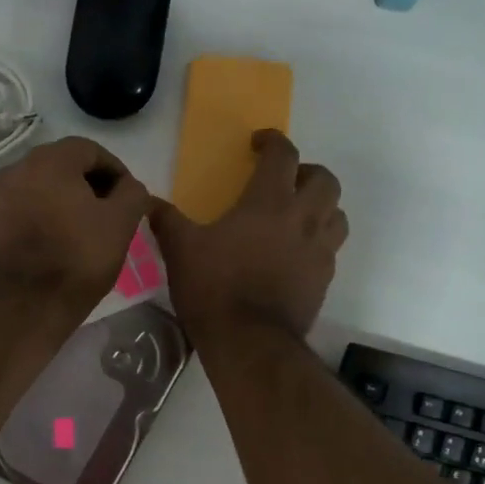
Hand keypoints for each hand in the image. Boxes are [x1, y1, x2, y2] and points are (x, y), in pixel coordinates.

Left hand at [0, 138, 149, 318]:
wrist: (24, 306)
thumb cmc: (78, 259)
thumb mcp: (121, 223)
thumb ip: (132, 193)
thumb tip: (129, 186)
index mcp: (50, 160)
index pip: (90, 150)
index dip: (115, 170)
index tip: (129, 197)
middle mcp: (17, 169)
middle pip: (62, 165)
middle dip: (89, 184)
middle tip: (110, 212)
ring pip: (41, 187)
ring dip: (65, 199)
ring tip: (85, 229)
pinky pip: (24, 208)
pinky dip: (43, 215)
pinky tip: (58, 241)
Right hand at [150, 130, 346, 338]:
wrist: (249, 342)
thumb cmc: (214, 288)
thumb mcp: (181, 250)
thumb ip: (167, 221)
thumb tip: (147, 201)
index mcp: (268, 202)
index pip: (283, 156)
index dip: (273, 141)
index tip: (258, 143)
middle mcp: (303, 219)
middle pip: (324, 180)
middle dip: (307, 172)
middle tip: (285, 181)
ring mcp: (319, 250)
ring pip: (337, 213)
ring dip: (322, 205)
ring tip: (299, 214)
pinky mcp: (324, 279)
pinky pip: (331, 248)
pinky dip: (319, 240)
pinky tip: (297, 253)